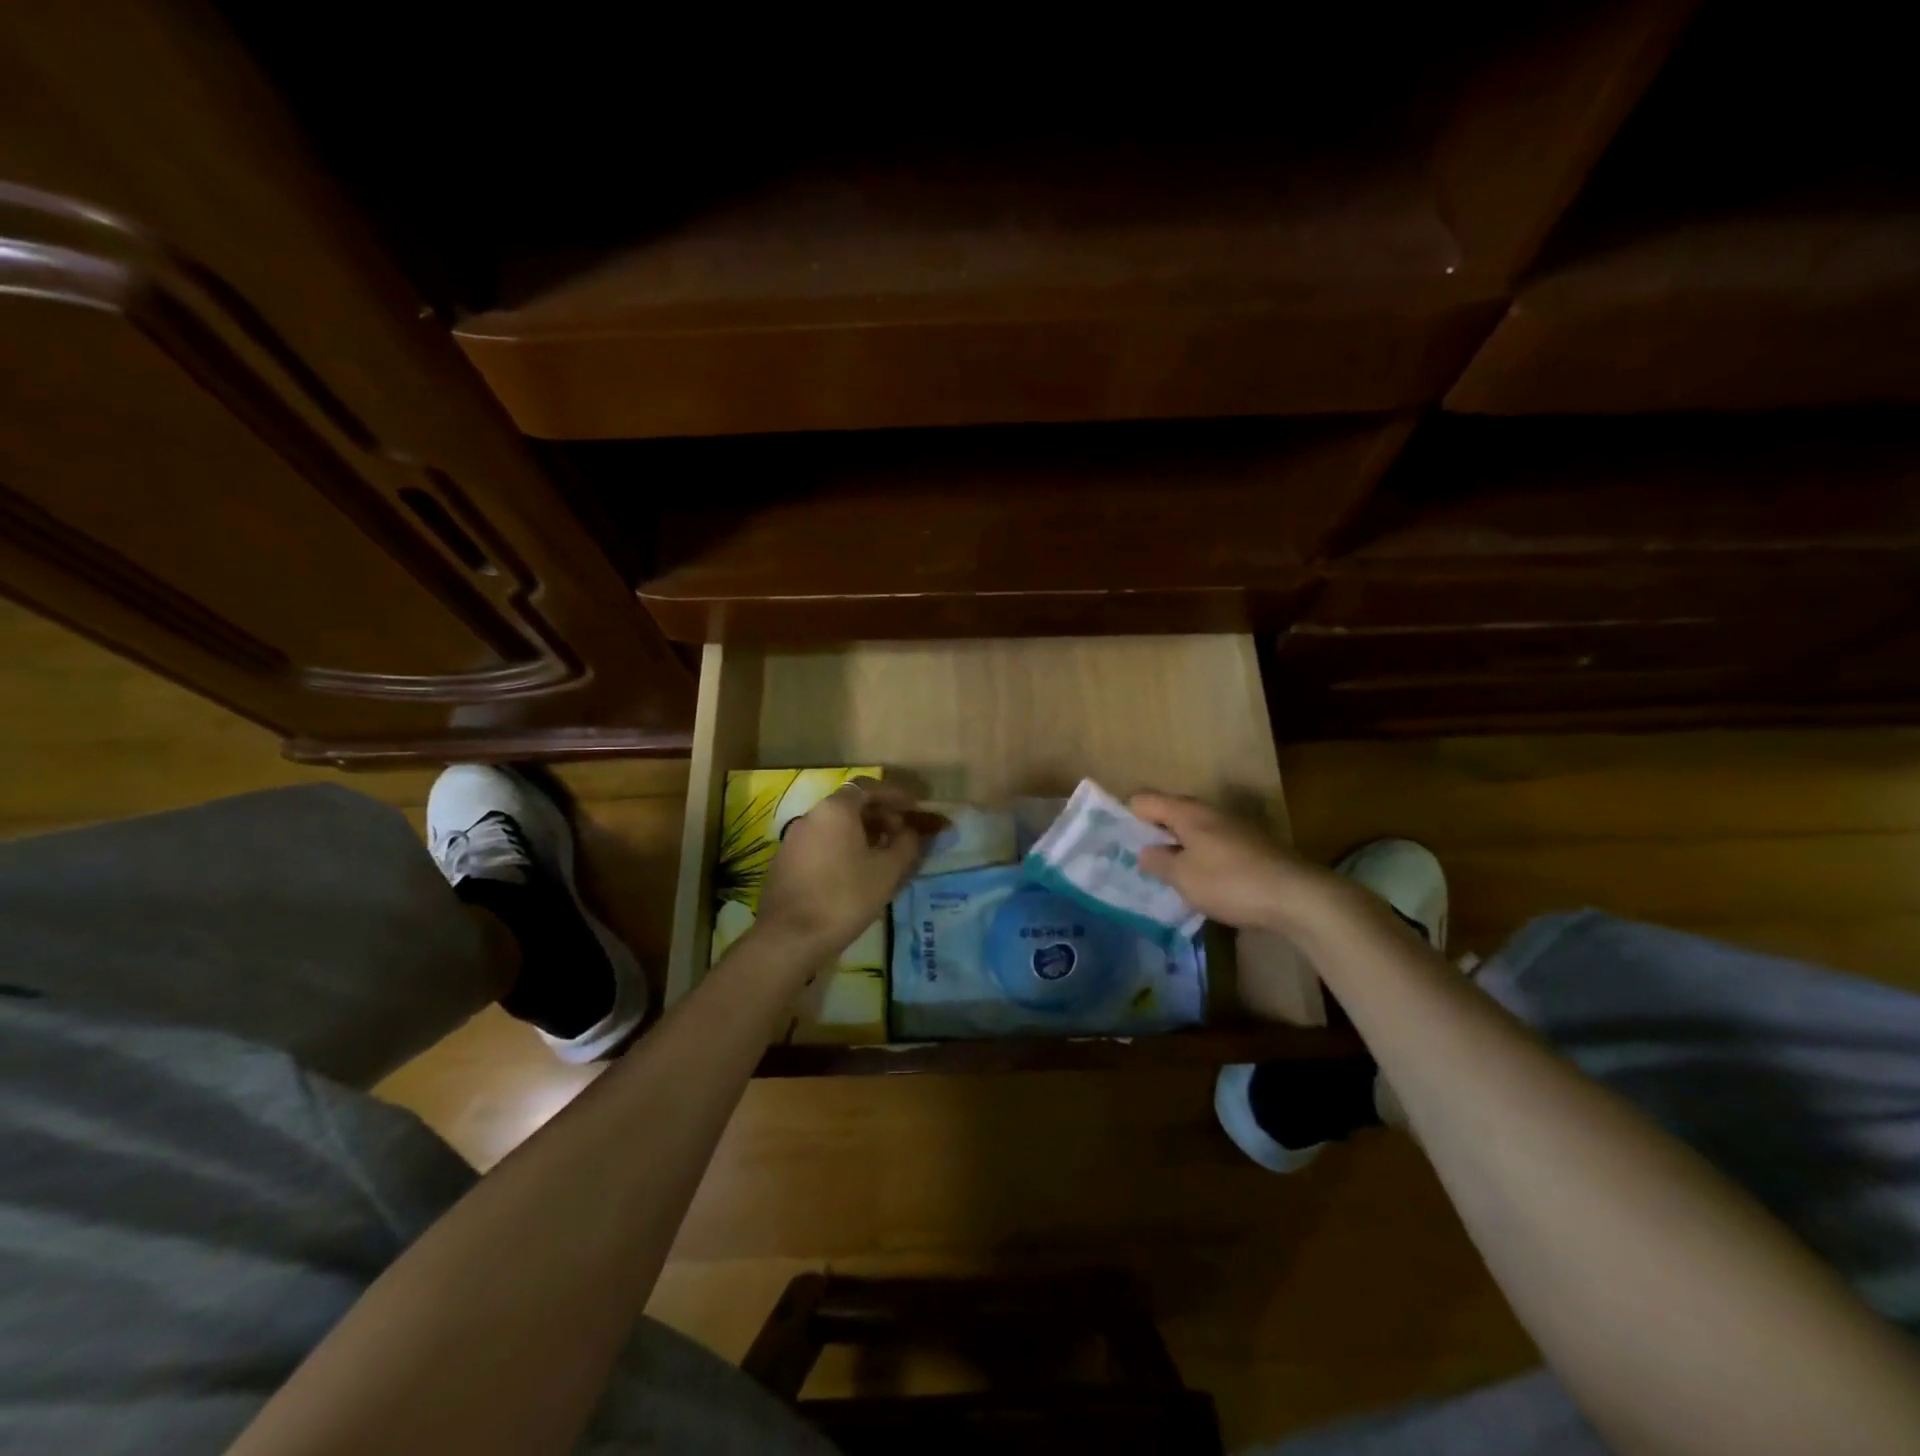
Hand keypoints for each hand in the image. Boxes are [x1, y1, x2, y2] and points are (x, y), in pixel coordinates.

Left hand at [753, 778, 934, 965]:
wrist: (790, 937)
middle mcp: (812, 815)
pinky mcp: (786, 861)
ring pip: (835, 825)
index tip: (914, 809)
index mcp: (836, 809)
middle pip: (851, 804)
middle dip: (880, 815)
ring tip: (883, 855)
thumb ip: (907, 845)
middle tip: (902, 835)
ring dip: (862, 833)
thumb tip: (913, 832)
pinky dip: (843, 847)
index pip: (868, 787)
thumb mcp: (887, 871)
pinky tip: (856, 872)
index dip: (894, 795)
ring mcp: (795, 838)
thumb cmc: (845, 897)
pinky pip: (822, 843)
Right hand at [1130, 792, 1338, 933]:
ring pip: (1193, 830)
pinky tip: (1200, 881)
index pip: (1144, 800)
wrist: (1297, 897)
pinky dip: (1201, 857)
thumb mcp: (1183, 877)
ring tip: (1166, 873)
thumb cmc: (1230, 882)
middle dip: (1153, 832)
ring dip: (1178, 847)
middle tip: (1137, 859)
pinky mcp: (1252, 846)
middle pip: (1170, 812)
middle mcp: (1209, 811)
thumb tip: (1145, 851)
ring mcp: (1234, 827)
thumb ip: (1159, 862)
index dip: (1126, 816)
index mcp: (1187, 812)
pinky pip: (1213, 845)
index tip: (1116, 840)